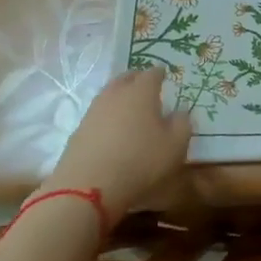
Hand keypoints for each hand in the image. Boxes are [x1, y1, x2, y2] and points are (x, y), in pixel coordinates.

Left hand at [45, 69, 191, 220]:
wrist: (89, 187)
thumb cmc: (141, 161)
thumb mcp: (176, 145)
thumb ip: (182, 123)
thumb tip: (179, 112)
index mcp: (141, 92)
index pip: (152, 73)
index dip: (160, 73)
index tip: (165, 75)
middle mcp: (116, 94)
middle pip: (126, 78)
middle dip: (137, 79)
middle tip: (146, 86)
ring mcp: (93, 111)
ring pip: (109, 95)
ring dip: (120, 97)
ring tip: (129, 108)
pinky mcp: (78, 131)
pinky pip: (98, 115)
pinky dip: (107, 117)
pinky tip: (112, 130)